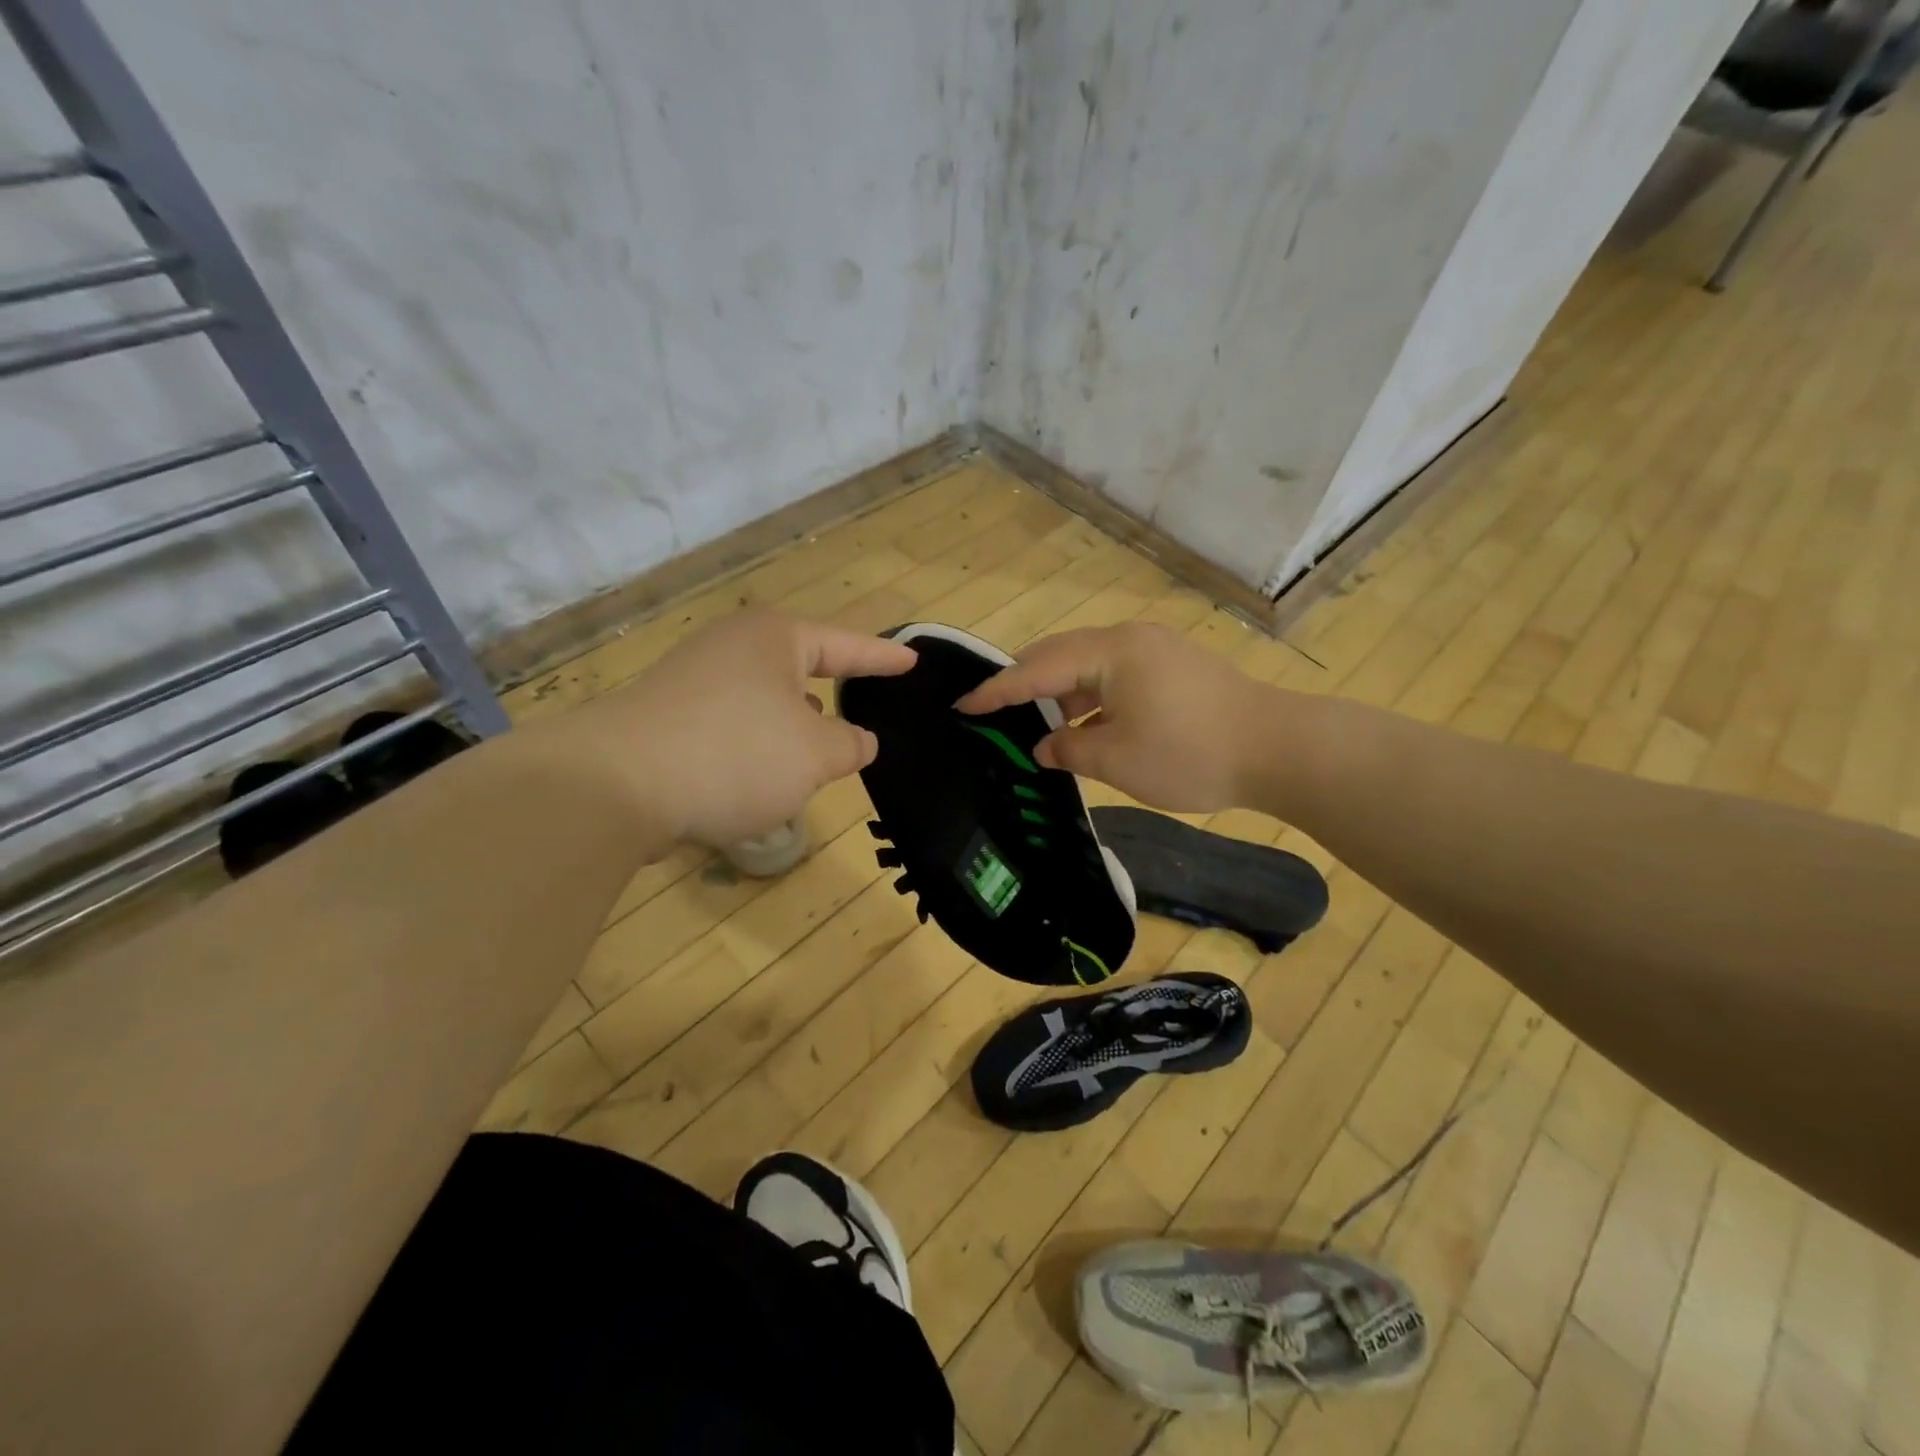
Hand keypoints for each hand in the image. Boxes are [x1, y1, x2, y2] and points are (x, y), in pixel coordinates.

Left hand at [557, 611, 915, 843]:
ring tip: (812, 761)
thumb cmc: (736, 753)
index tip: (912, 660)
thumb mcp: (815, 753)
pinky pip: (730, 727)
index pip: (846, 644)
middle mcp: (732, 648)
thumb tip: (858, 741)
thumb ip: (849, 745)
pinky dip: (753, 749)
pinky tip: (757, 780)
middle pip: (799, 669)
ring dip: (790, 730)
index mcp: (775, 639)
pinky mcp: (666, 717)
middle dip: (830, 697)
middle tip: (861, 719)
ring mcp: (692, 680)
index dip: (883, 657)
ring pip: (763, 702)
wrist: (615, 785)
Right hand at [957, 623, 1270, 811]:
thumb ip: (1069, 750)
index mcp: (1111, 652)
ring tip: (1033, 722)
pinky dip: (1092, 698)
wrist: (1280, 749)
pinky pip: (1116, 676)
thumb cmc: (1191, 754)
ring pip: (1089, 665)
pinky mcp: (1174, 668)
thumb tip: (1043, 746)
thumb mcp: (1118, 760)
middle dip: (1025, 683)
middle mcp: (1129, 639)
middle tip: (993, 709)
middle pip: (1061, 654)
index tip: (964, 706)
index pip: (1037, 669)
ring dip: (1060, 693)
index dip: (998, 691)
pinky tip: (1083, 725)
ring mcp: (1156, 651)